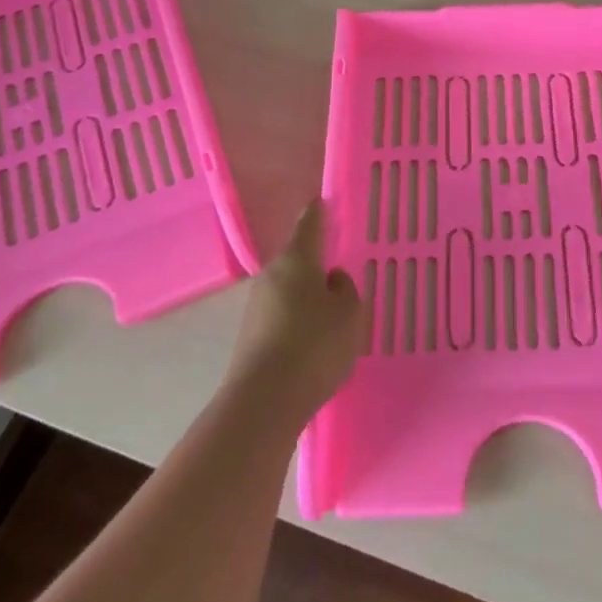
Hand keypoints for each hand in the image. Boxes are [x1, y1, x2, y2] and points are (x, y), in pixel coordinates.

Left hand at [225, 201, 364, 427]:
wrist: (264, 401)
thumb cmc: (315, 345)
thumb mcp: (349, 314)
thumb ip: (346, 289)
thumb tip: (331, 279)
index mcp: (297, 259)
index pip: (310, 223)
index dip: (319, 211)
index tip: (324, 200)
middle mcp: (272, 275)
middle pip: (298, 260)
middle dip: (318, 263)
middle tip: (343, 271)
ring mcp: (257, 307)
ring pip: (290, 290)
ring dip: (309, 296)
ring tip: (334, 313)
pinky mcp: (251, 336)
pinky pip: (283, 316)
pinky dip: (299, 321)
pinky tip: (315, 341)